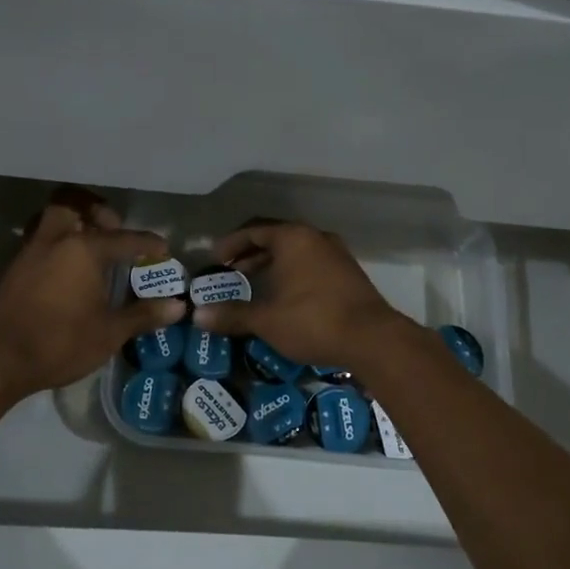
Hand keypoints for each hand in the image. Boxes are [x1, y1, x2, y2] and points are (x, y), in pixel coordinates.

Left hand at [0, 198, 184, 403]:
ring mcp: (31, 252)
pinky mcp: (15, 268)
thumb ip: (143, 315)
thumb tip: (178, 307)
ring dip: (72, 223)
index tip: (163, 249)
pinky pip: (40, 239)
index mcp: (84, 249)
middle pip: (74, 204)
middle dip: (96, 211)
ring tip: (91, 246)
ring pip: (52, 219)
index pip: (125, 238)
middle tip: (113, 230)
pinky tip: (68, 269)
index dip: (148, 243)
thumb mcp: (109, 332)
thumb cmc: (60, 342)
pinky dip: (57, 242)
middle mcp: (56, 240)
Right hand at [191, 221, 411, 372]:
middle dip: (250, 254)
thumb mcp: (266, 320)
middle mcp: (315, 237)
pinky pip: (311, 264)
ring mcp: (335, 254)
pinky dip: (291, 273)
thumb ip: (232, 314)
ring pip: (295, 252)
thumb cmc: (312, 320)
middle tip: (230, 272)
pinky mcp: (348, 273)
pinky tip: (284, 296)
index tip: (214, 260)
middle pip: (275, 238)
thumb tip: (198, 316)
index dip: (230, 244)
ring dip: (272, 265)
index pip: (253, 230)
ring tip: (253, 284)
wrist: (372, 338)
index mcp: (292, 238)